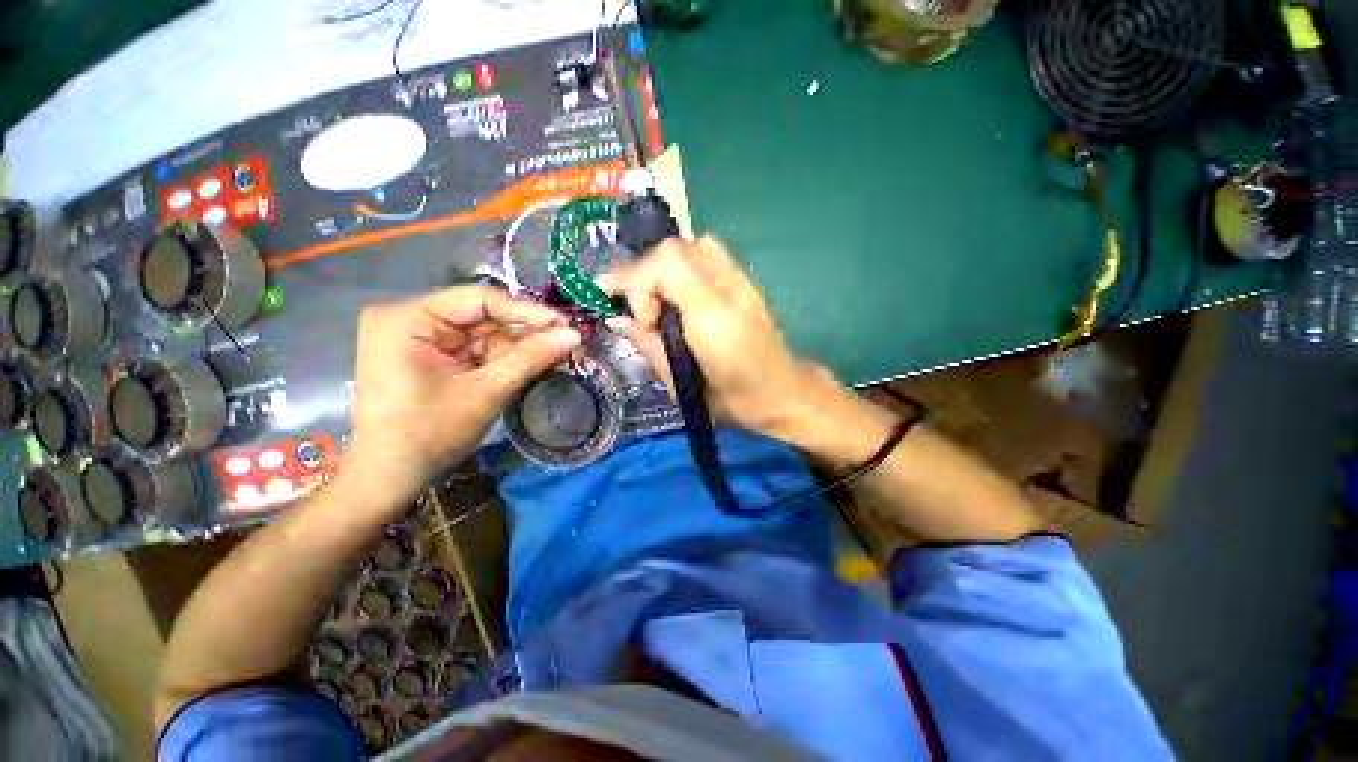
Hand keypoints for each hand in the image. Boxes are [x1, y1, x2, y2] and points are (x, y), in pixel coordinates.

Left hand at [339, 286, 579, 515]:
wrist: (391, 478)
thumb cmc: (429, 435)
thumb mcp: (486, 393)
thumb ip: (531, 358)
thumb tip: (574, 336)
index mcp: (408, 318)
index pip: (479, 299)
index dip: (527, 311)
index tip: (565, 324)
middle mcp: (410, 318)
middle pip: (483, 316)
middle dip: (526, 333)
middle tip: (568, 342)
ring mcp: (420, 336)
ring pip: (485, 333)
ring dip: (520, 347)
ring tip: (558, 355)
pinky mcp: (432, 354)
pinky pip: (477, 349)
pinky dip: (505, 358)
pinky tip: (533, 364)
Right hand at [600, 236, 839, 444]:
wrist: (783, 394)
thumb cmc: (732, 402)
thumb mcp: (680, 385)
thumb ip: (648, 345)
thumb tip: (615, 319)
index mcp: (713, 318)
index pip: (667, 263)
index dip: (636, 281)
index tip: (631, 317)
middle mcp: (729, 289)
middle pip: (674, 249)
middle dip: (645, 277)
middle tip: (643, 315)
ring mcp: (741, 281)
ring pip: (691, 246)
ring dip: (663, 269)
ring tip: (657, 304)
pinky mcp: (745, 282)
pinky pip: (707, 255)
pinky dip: (682, 267)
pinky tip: (679, 296)